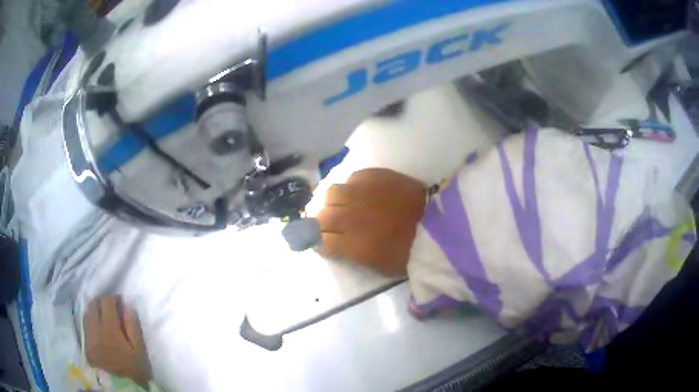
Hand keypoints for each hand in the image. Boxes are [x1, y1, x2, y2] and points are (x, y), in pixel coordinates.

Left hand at [84, 296, 151, 387]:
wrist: (121, 390)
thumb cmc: (133, 369)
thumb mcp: (140, 350)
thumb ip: (133, 326)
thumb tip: (126, 305)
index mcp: (109, 329)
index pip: (106, 302)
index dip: (114, 298)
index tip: (120, 302)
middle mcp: (95, 330)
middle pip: (94, 304)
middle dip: (102, 302)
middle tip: (112, 308)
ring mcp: (88, 338)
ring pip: (87, 313)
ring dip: (95, 310)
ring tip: (104, 316)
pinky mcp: (85, 345)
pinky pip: (85, 325)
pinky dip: (91, 320)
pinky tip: (98, 326)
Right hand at [315, 168, 425, 276]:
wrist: (436, 226)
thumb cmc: (409, 252)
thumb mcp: (379, 266)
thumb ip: (352, 255)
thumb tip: (337, 245)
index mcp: (351, 243)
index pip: (320, 240)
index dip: (317, 242)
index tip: (321, 243)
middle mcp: (350, 215)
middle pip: (320, 215)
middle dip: (317, 222)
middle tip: (323, 225)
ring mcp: (361, 193)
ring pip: (331, 193)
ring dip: (329, 202)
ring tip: (336, 205)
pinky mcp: (375, 176)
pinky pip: (352, 178)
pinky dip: (349, 187)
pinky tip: (356, 192)